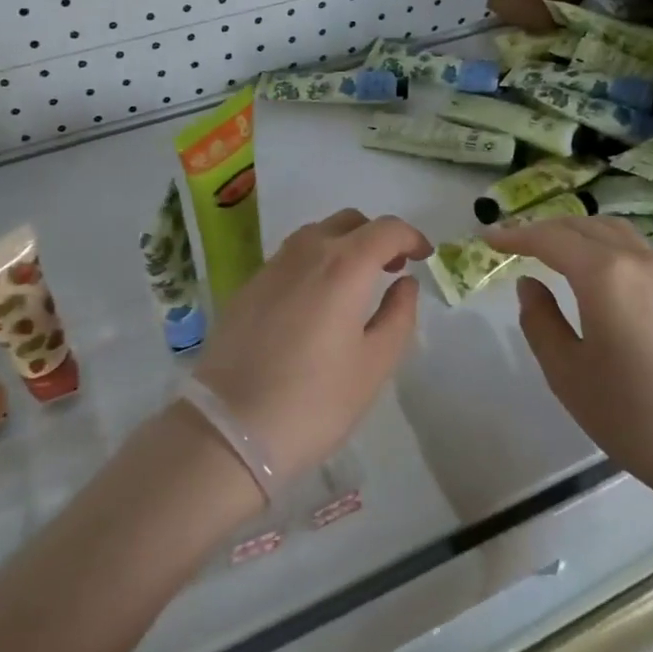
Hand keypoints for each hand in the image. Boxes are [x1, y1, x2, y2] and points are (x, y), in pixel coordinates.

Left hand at [195, 209, 431, 485]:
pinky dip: (313, 262)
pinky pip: (289, 258)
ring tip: (355, 283)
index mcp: (344, 266)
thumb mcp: (374, 365)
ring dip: (343, 245)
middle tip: (391, 268)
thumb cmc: (315, 402)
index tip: (423, 256)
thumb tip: (405, 283)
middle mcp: (305, 253)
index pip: (386, 229)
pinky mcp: (246, 288)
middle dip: (376, 236)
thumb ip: (398, 316)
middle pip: (348, 222)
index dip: (411, 236)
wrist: (229, 429)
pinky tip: (315, 301)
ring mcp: (270, 267)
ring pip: (315, 235)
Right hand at [485, 217, 652, 515]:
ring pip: (616, 232)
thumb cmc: (633, 415)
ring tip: (552, 250)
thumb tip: (530, 284)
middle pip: (584, 225)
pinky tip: (597, 273)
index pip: (551, 238)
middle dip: (545, 228)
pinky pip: (638, 251)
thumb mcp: (567, 373)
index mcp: (605, 275)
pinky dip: (607, 247)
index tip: (488, 238)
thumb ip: (540, 320)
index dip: (515, 235)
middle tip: (515, 242)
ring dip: (579, 233)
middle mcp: (639, 261)